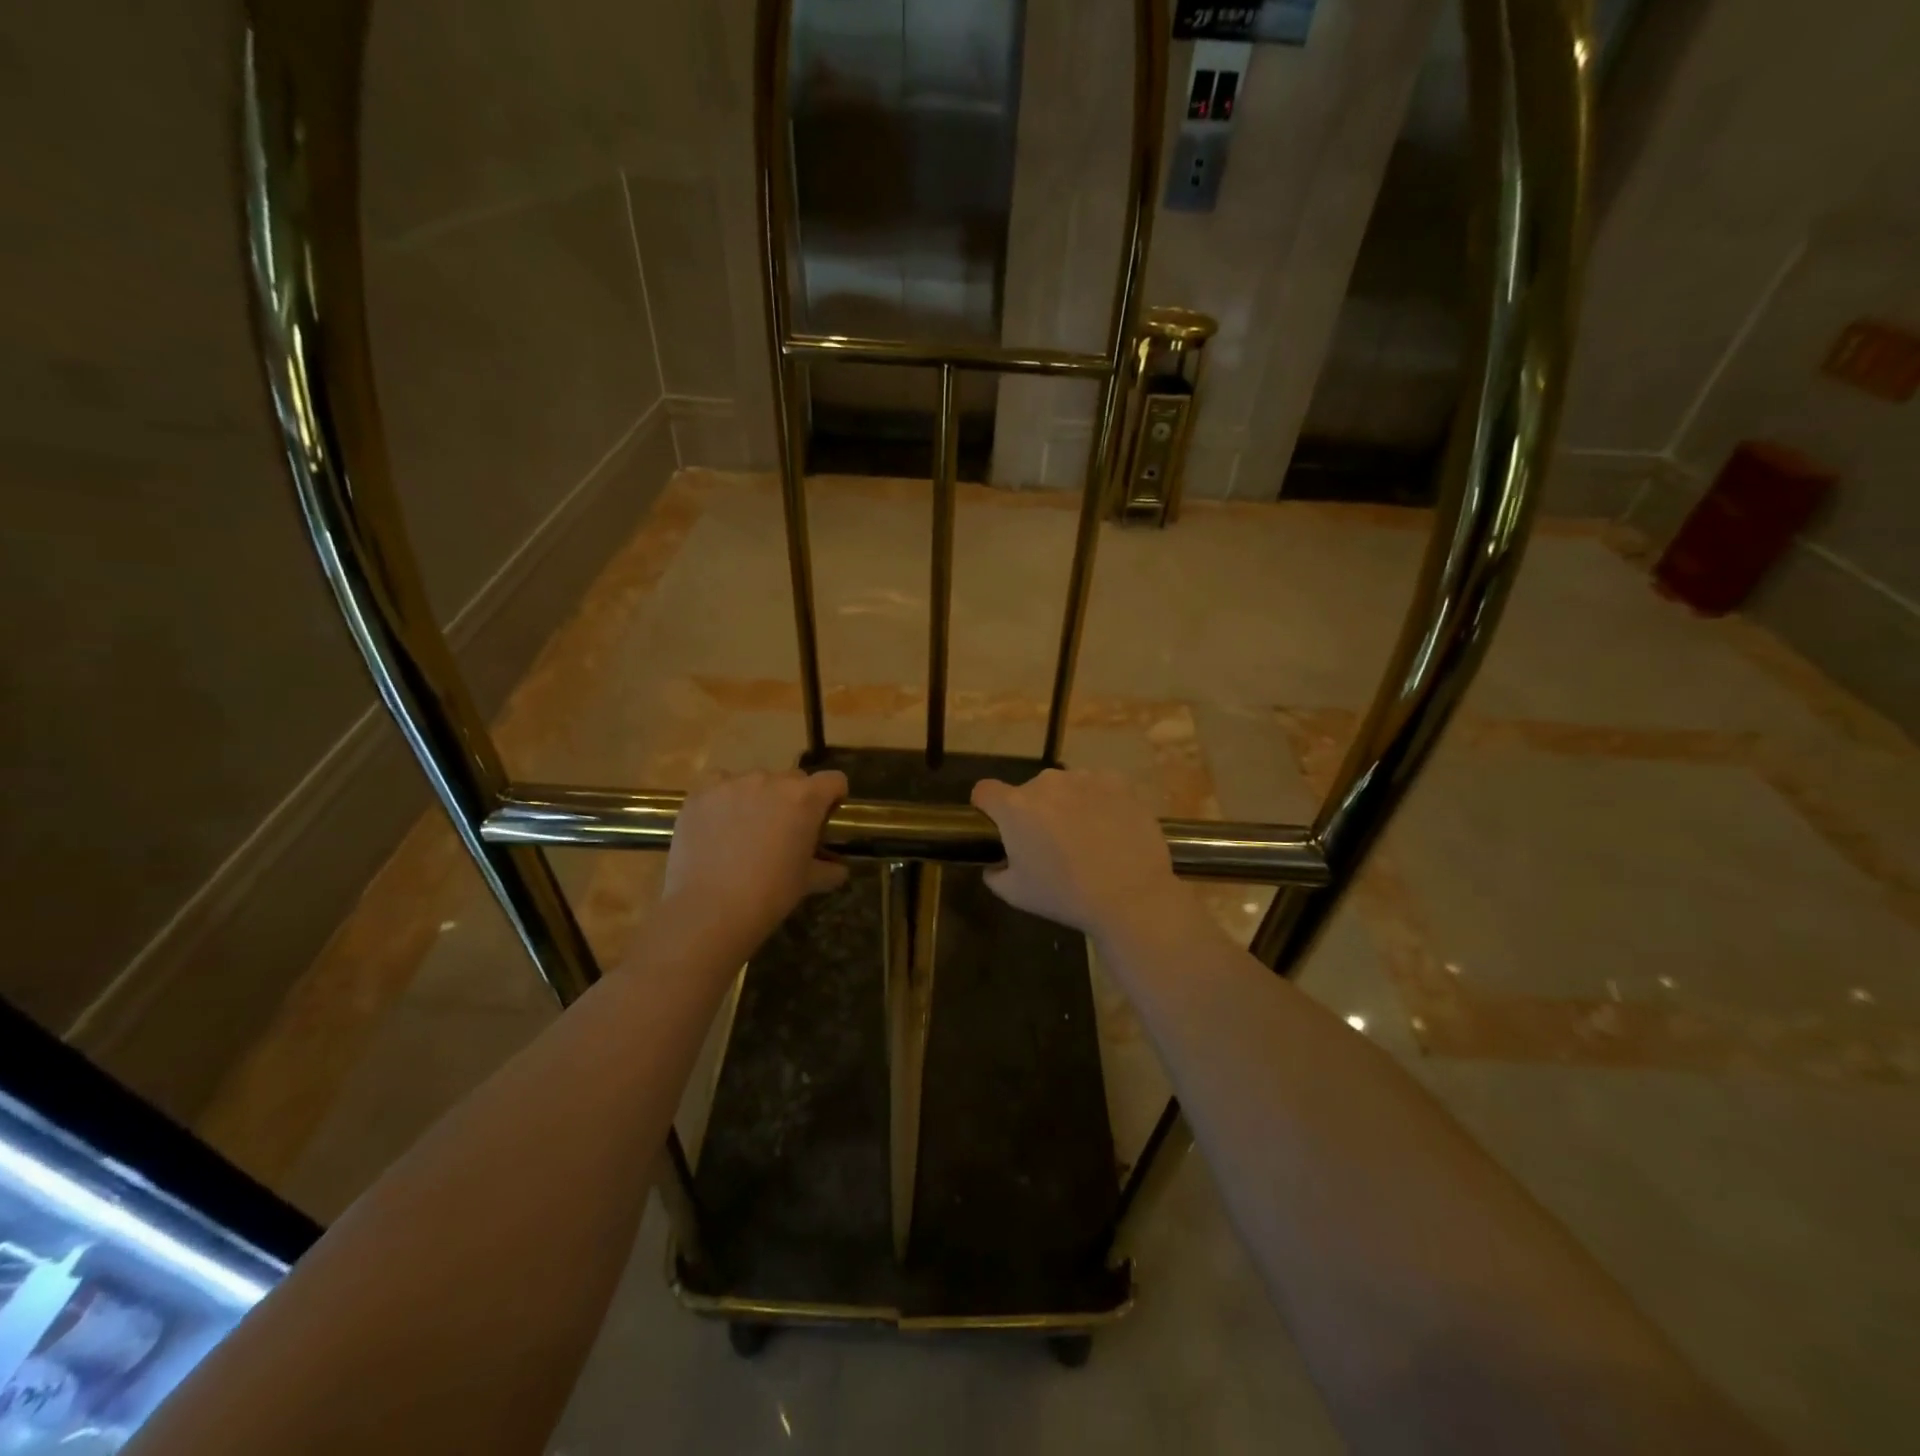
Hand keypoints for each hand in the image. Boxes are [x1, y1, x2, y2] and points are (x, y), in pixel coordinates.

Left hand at [662, 769, 848, 955]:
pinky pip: (718, 784)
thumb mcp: (807, 882)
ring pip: (755, 781)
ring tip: (745, 830)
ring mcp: (733, 784)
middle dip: (793, 799)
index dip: (833, 796)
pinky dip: (723, 797)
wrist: (710, 909)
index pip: (833, 780)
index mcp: (805, 798)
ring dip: (758, 798)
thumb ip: (828, 870)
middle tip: (783, 830)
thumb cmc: (769, 894)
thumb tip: (839, 870)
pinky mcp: (701, 793)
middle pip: (793, 779)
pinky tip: (717, 822)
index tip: (826, 816)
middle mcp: (771, 781)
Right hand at [970, 769, 1184, 938]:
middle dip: (1034, 811)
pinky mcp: (1118, 782)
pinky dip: (1099, 801)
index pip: (984, 791)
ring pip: (1065, 787)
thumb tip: (995, 864)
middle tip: (1052, 843)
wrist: (1131, 896)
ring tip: (1087, 837)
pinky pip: (1097, 786)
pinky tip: (1110, 827)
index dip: (987, 808)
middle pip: (1029, 791)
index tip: (999, 827)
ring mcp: (1085, 778)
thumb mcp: (1016, 894)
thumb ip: (994, 873)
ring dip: (1067, 804)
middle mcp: (1046, 782)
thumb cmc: (1066, 896)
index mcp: (1015, 807)